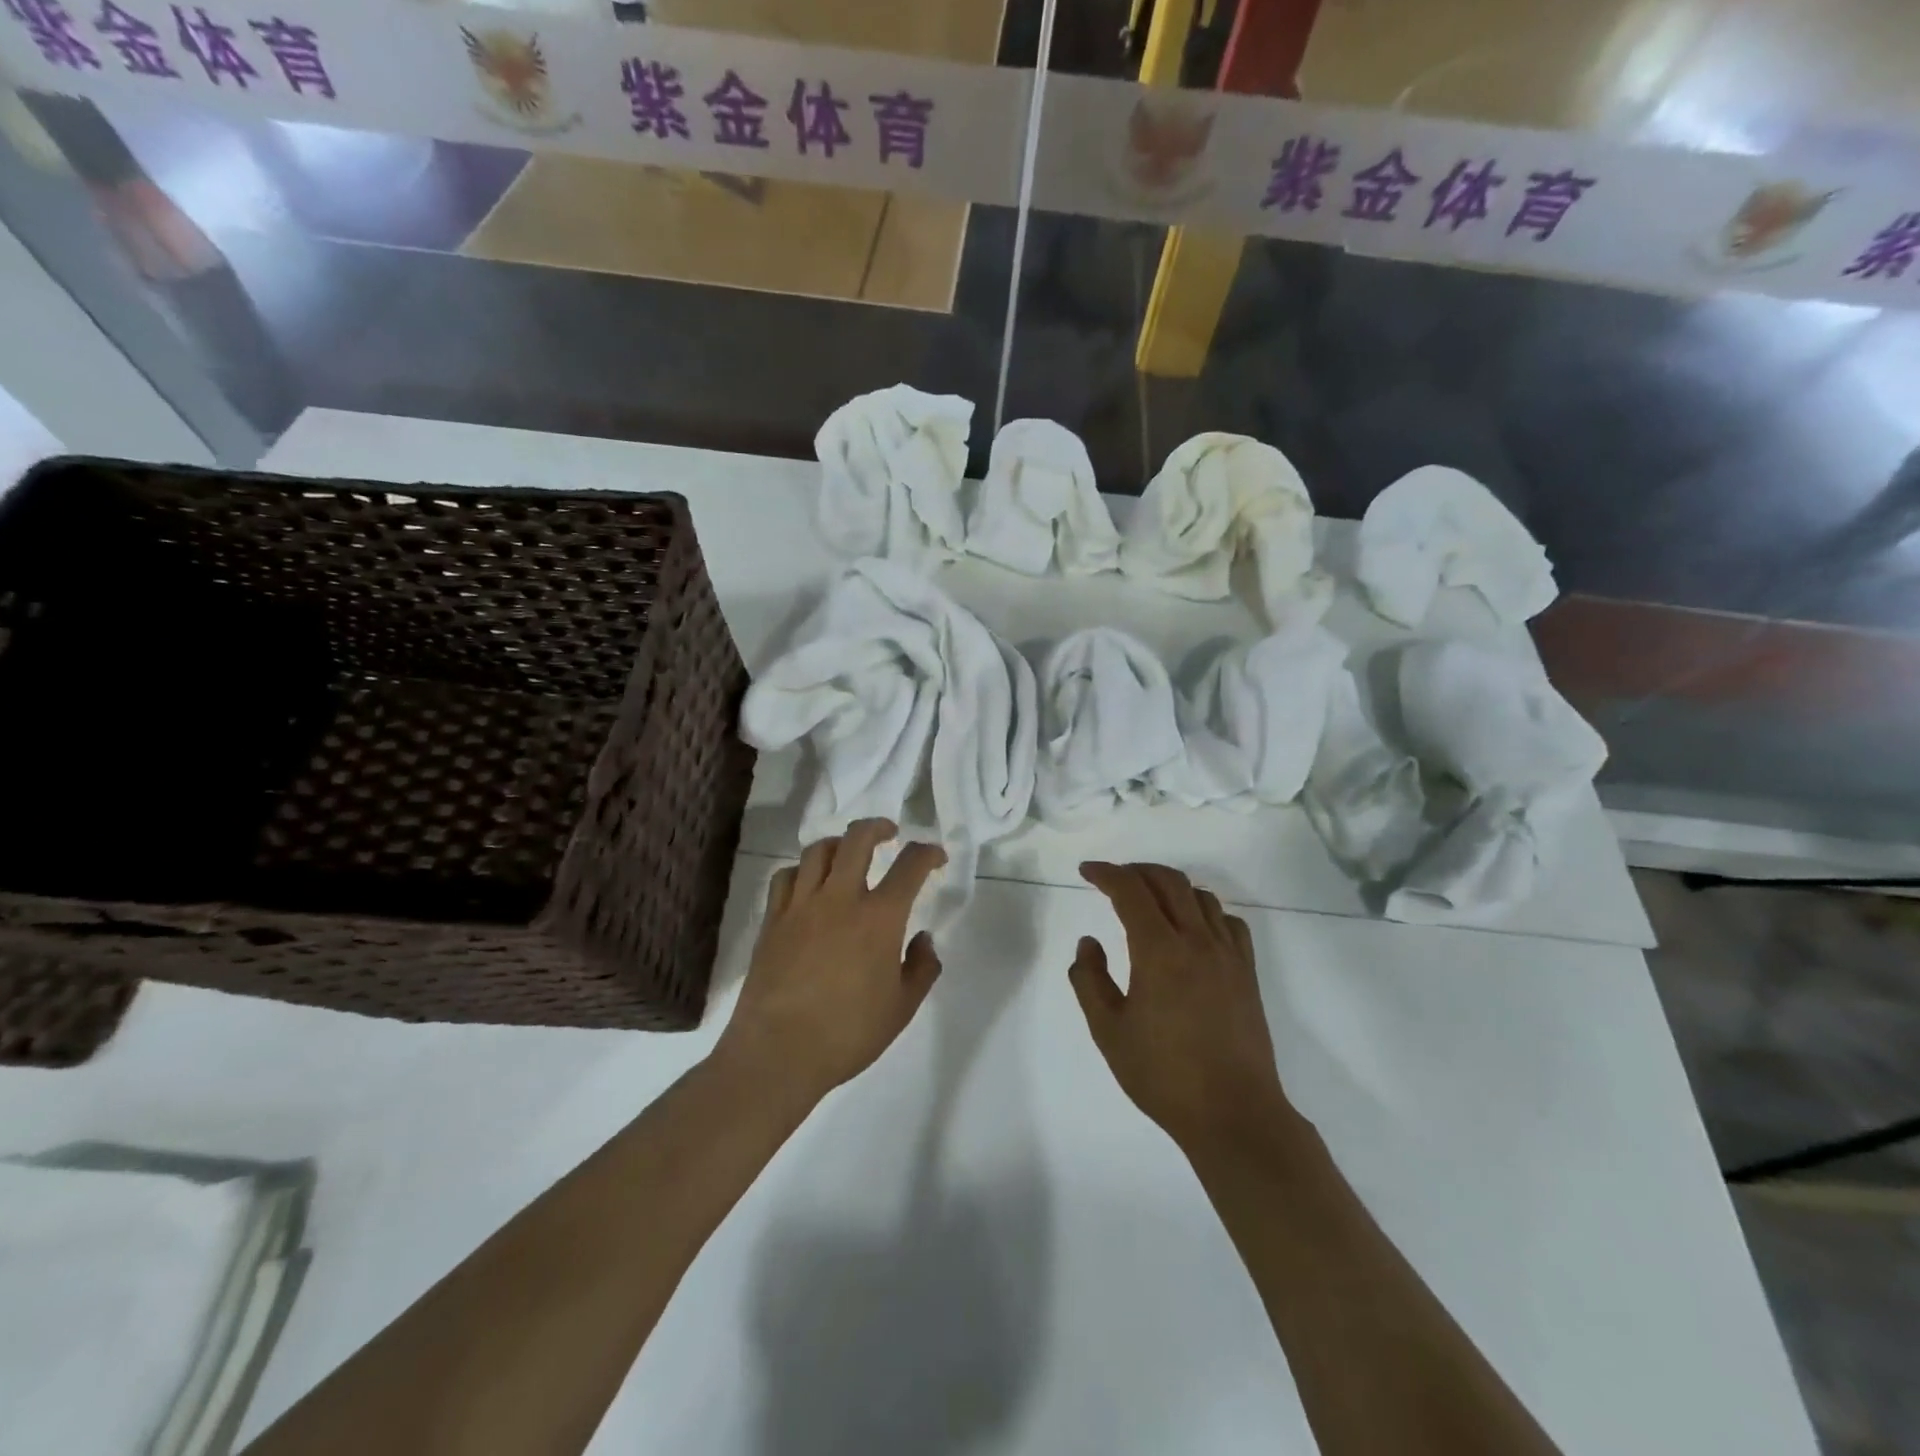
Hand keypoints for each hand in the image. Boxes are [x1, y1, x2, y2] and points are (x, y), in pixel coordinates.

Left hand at [715, 819, 946, 1106]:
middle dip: (878, 827)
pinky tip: (807, 883)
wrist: (778, 1053)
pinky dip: (801, 870)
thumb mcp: (902, 1008)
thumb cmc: (848, 1033)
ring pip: (817, 851)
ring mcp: (801, 906)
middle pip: (857, 839)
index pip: (910, 866)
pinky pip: (784, 877)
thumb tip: (923, 938)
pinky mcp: (772, 920)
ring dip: (838, 843)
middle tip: (889, 834)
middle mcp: (840, 898)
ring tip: (847, 853)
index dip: (928, 853)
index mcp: (879, 917)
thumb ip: (921, 968)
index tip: (935, 857)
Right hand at [1071, 862, 1294, 1155]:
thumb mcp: (1108, 1031)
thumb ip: (1089, 980)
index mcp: (1159, 950)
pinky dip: (1205, 910)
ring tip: (1150, 900)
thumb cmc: (1164, 1076)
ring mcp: (1228, 955)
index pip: (1130, 891)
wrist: (1234, 1114)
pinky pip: (1228, 922)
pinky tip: (1193, 928)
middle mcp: (1196, 940)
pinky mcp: (1247, 973)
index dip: (1106, 873)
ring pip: (1201, 896)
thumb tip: (1089, 943)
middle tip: (1113, 879)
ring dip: (1171, 887)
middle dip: (1137, 871)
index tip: (1087, 871)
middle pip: (1168, 881)